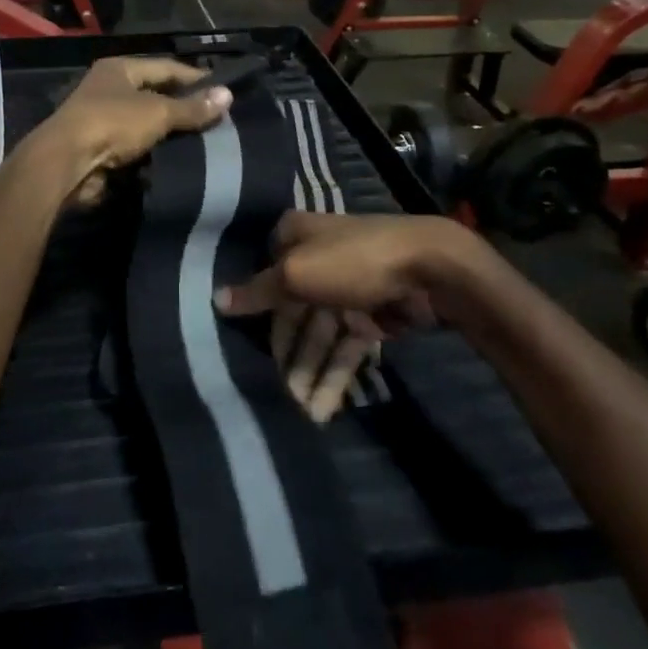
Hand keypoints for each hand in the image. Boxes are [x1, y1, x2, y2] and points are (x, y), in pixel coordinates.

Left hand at [40, 57, 231, 205]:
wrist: (67, 164)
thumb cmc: (112, 124)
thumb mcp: (158, 112)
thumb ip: (192, 107)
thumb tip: (228, 96)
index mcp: (120, 69)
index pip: (166, 67)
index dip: (195, 78)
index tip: (224, 93)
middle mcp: (110, 89)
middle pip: (156, 95)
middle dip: (185, 108)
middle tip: (219, 120)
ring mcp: (104, 120)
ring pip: (148, 124)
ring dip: (171, 133)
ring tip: (208, 142)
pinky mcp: (102, 149)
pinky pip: (138, 147)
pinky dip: (156, 153)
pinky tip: (181, 160)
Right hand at [214, 212, 483, 422]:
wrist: (431, 267)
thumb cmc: (352, 261)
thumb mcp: (296, 273)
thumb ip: (258, 291)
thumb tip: (216, 299)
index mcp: (295, 237)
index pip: (265, 276)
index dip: (256, 311)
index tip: (243, 345)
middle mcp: (317, 259)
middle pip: (292, 310)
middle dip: (287, 352)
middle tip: (280, 393)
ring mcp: (347, 288)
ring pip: (320, 333)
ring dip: (311, 370)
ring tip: (304, 411)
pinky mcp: (373, 314)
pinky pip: (347, 346)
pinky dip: (336, 373)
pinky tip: (325, 407)